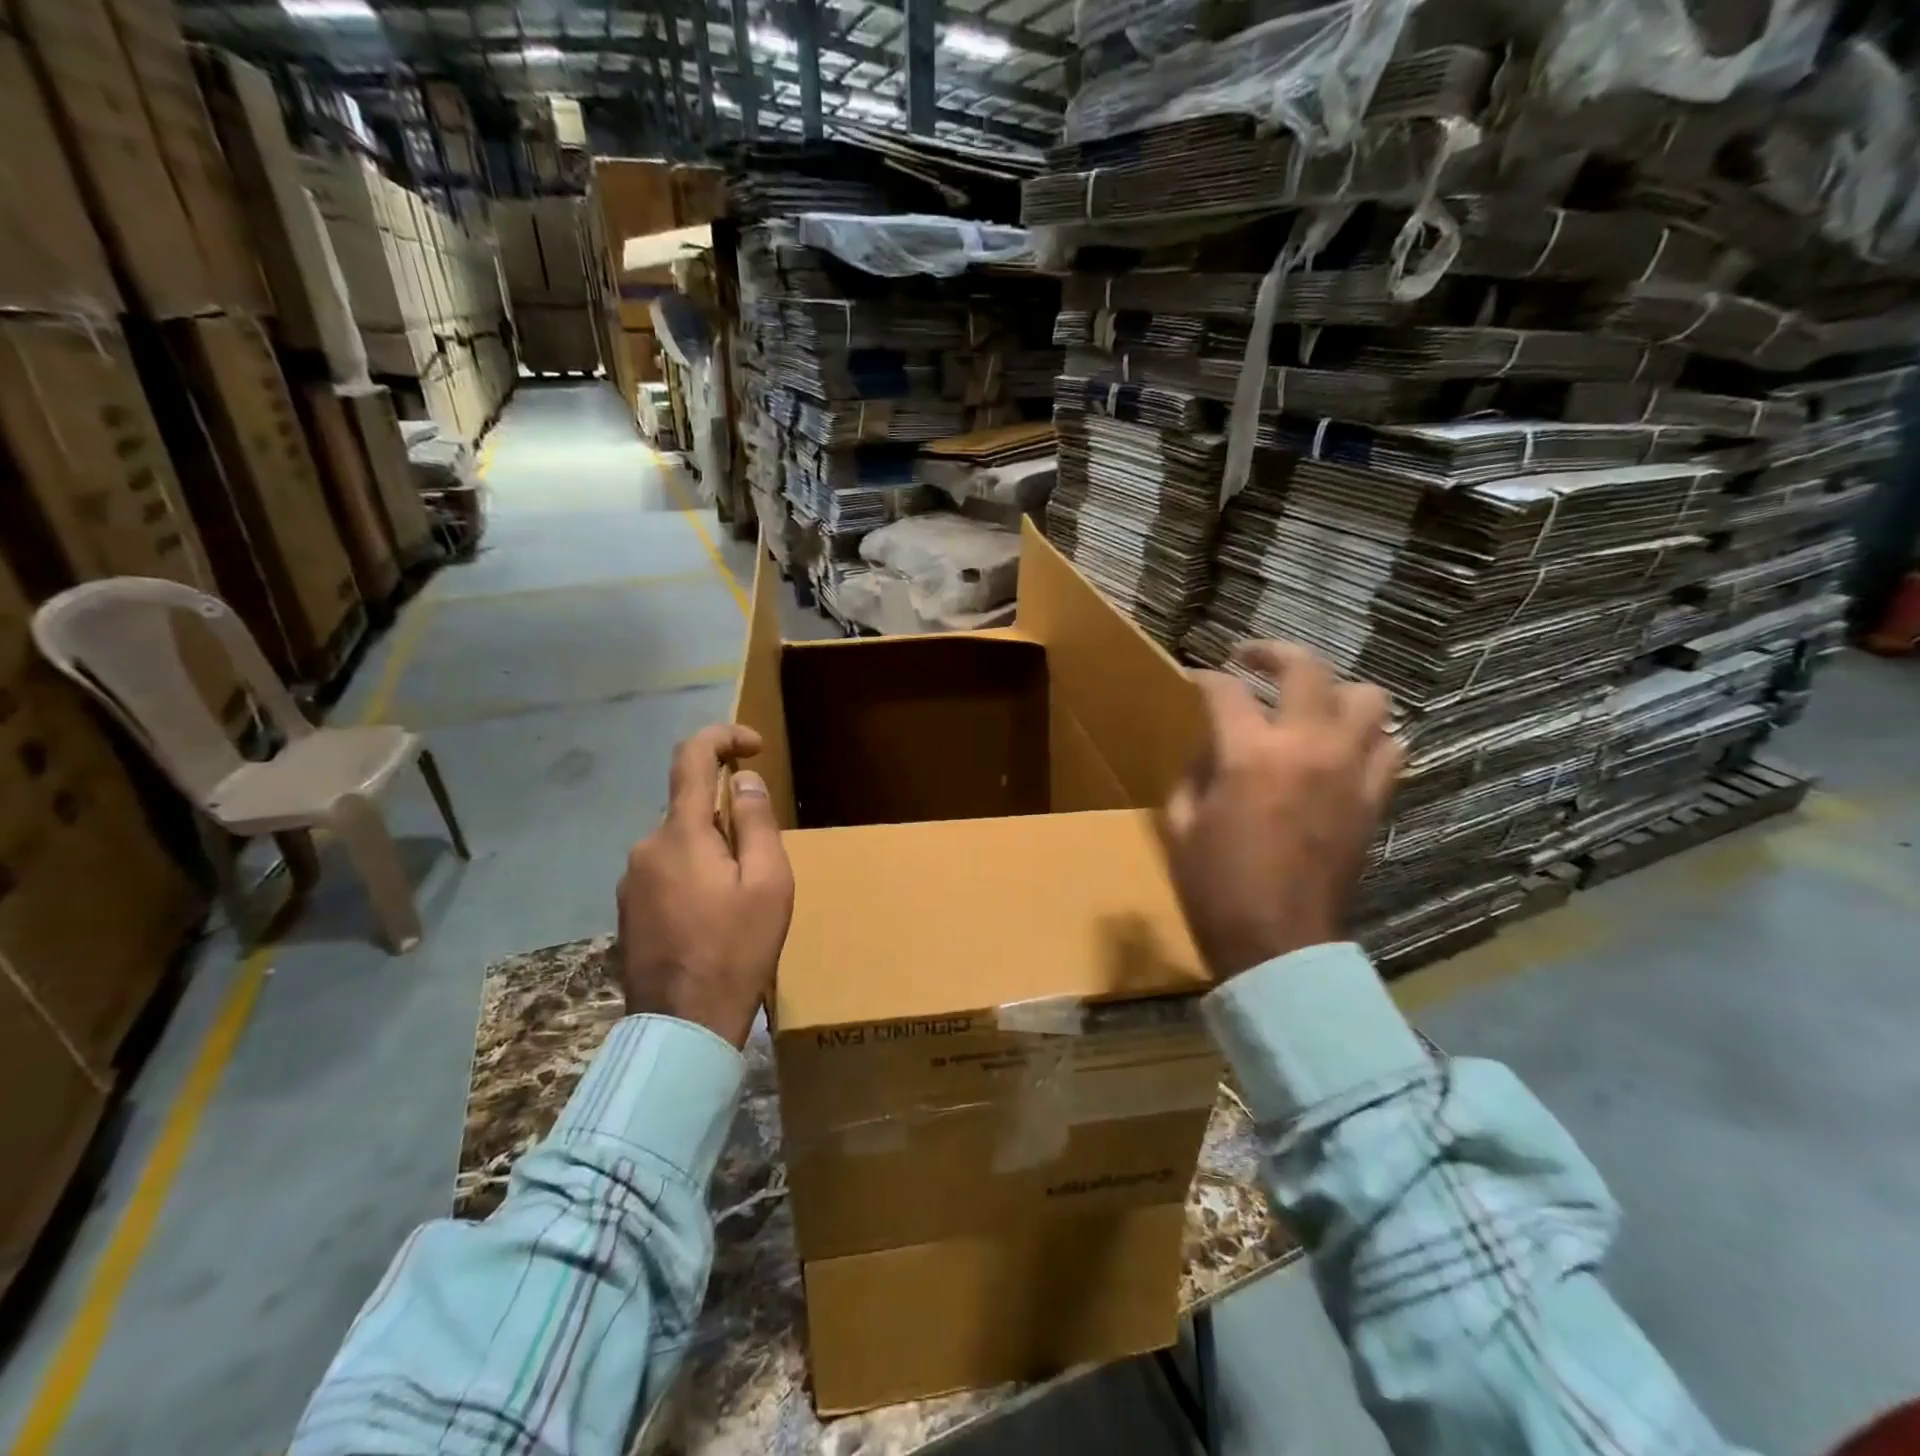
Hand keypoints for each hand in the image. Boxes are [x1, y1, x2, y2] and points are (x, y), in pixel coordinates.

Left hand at [616, 724, 793, 1045]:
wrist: (683, 1027)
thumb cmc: (737, 950)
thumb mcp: (768, 882)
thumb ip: (755, 822)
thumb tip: (743, 780)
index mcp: (680, 833)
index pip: (691, 757)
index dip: (723, 737)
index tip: (754, 746)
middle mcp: (645, 847)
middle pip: (690, 807)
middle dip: (729, 818)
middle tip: (763, 864)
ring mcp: (631, 881)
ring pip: (680, 843)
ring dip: (712, 852)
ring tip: (741, 901)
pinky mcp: (629, 910)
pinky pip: (667, 871)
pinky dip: (694, 876)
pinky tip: (713, 919)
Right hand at [1162, 642, 1402, 978]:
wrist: (1277, 943)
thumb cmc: (1215, 886)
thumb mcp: (1181, 824)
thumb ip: (1194, 772)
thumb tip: (1212, 747)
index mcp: (1250, 755)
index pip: (1225, 690)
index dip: (1204, 678)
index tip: (1194, 680)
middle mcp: (1307, 747)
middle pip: (1306, 668)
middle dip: (1272, 651)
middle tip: (1251, 659)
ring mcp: (1350, 771)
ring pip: (1367, 697)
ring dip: (1333, 692)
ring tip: (1308, 705)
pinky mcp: (1374, 800)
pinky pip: (1390, 747)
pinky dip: (1368, 737)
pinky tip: (1342, 748)